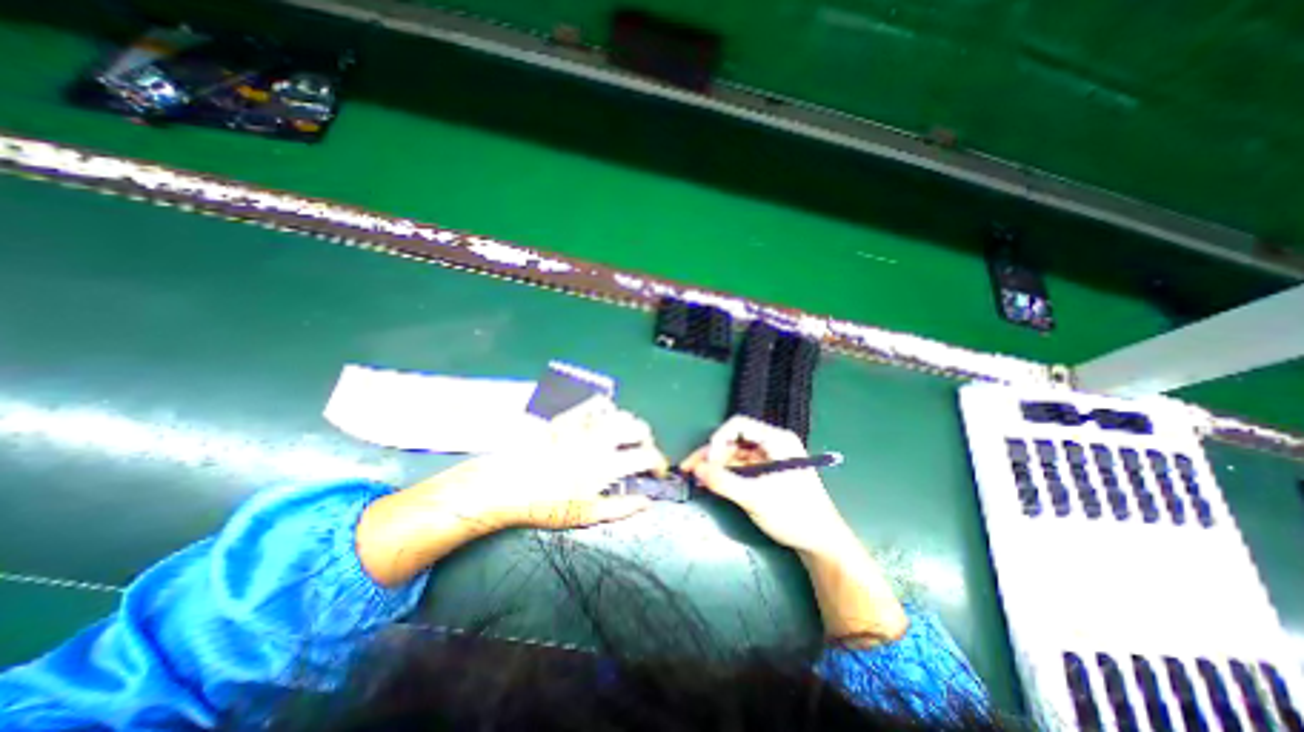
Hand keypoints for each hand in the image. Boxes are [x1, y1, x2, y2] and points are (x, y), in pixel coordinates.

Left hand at [353, 396, 663, 586]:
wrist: (505, 484)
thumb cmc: (545, 504)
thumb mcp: (585, 515)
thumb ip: (621, 508)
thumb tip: (648, 503)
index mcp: (607, 463)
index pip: (647, 456)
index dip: (659, 463)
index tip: (658, 471)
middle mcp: (600, 437)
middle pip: (638, 427)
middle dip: (647, 439)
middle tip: (642, 452)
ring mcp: (583, 424)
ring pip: (619, 413)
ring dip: (629, 424)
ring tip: (623, 437)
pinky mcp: (567, 416)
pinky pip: (593, 403)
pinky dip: (605, 409)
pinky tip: (601, 419)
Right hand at [685, 414, 856, 557]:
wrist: (821, 542)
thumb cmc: (793, 515)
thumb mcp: (756, 498)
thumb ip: (723, 482)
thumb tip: (696, 469)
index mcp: (776, 440)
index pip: (739, 425)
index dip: (719, 439)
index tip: (707, 462)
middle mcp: (771, 444)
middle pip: (733, 440)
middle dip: (711, 455)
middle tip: (689, 469)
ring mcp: (768, 458)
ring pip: (733, 454)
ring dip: (714, 465)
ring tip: (695, 478)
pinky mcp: (765, 472)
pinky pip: (739, 467)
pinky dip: (724, 474)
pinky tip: (709, 482)